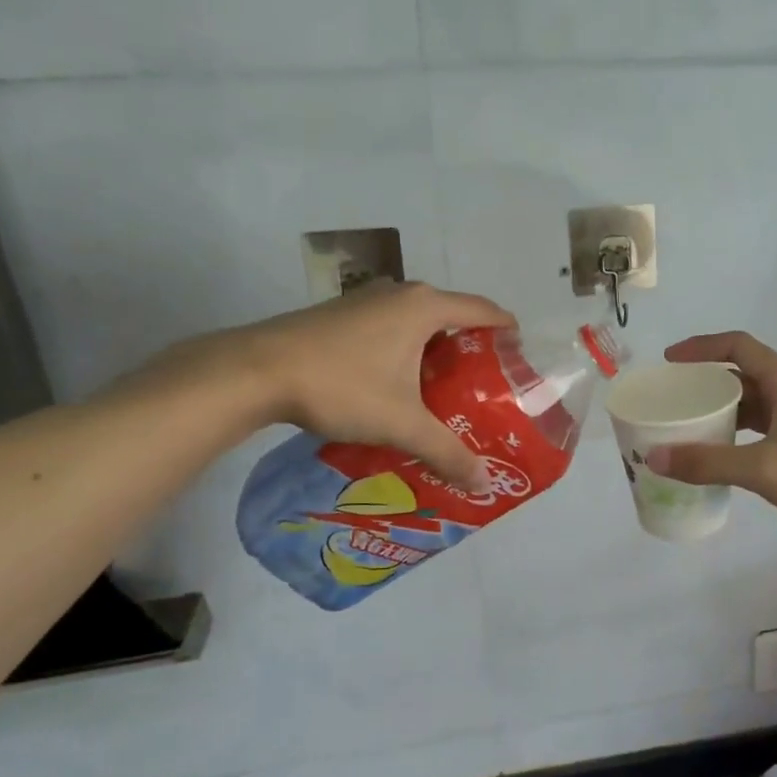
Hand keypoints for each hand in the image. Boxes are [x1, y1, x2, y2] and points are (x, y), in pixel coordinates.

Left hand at [147, 282, 515, 489]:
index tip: (520, 361)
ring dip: (436, 352)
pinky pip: (392, 327)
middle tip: (485, 389)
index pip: (485, 311)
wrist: (255, 371)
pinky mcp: (342, 314)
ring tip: (446, 392)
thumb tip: (483, 482)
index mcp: (425, 307)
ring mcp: (368, 300)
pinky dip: (407, 351)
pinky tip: (399, 386)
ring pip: (419, 323)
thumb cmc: (341, 385)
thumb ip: (446, 451)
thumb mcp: (401, 423)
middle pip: (453, 316)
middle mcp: (401, 293)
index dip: (508, 333)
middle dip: (473, 350)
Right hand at [645, 332, 776, 555]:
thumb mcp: (762, 467)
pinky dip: (736, 438)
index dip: (701, 347)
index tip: (670, 361)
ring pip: (752, 406)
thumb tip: (655, 458)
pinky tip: (717, 458)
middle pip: (742, 375)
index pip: (737, 346)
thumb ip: (708, 462)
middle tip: (672, 400)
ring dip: (721, 413)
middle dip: (706, 383)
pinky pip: (761, 432)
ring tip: (686, 428)